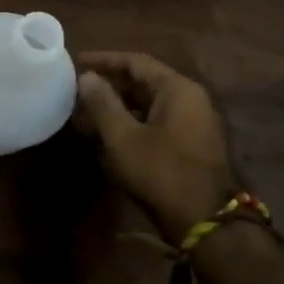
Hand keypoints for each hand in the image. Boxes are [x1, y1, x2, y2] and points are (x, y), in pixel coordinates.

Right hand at [73, 51, 237, 242]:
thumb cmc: (161, 172)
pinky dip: (134, 120)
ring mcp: (197, 123)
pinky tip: (112, 132)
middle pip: (146, 81)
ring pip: (152, 102)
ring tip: (90, 110)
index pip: (137, 62)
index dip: (105, 60)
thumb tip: (87, 77)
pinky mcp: (194, 144)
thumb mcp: (122, 137)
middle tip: (80, 87)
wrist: (206, 223)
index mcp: (178, 90)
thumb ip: (102, 103)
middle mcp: (192, 100)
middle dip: (111, 83)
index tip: (77, 61)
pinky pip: (159, 120)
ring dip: (121, 104)